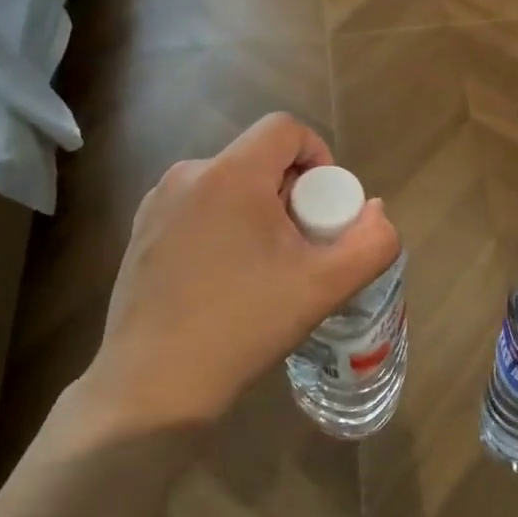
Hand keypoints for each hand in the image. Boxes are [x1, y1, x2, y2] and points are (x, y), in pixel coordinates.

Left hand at [78, 113, 400, 429]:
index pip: (286, 128)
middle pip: (259, 159)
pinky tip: (226, 280)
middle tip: (302, 247)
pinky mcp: (141, 233)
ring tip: (266, 268)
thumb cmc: (241, 326)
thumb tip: (376, 211)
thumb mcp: (324, 287)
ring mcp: (157, 205)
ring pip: (229, 184)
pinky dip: (225, 227)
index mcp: (231, 175)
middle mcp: (188, 175)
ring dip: (259, 211)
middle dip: (292, 193)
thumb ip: (371, 243)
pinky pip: (199, 208)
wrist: (152, 388)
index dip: (319, 155)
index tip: (326, 208)